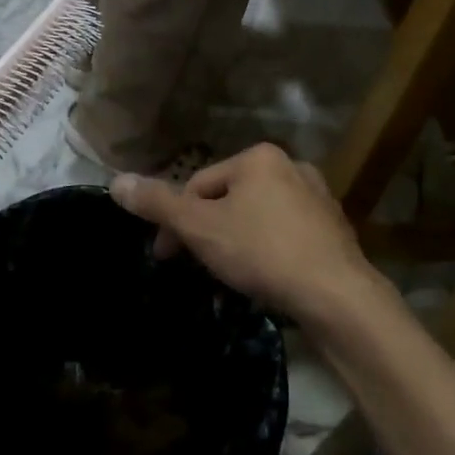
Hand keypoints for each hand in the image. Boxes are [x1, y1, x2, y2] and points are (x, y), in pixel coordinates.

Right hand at [109, 144, 383, 325]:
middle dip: (205, 232)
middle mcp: (291, 167)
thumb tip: (116, 181)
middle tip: (194, 267)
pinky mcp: (334, 229)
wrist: (338, 297)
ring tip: (228, 276)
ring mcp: (317, 198)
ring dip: (234, 242)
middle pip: (227, 199)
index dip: (174, 221)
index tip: (164, 256)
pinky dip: (266, 251)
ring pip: (255, 217)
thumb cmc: (262, 252)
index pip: (197, 185)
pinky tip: (264, 278)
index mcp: (257, 158)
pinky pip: (284, 234)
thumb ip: (157, 204)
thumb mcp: (199, 228)